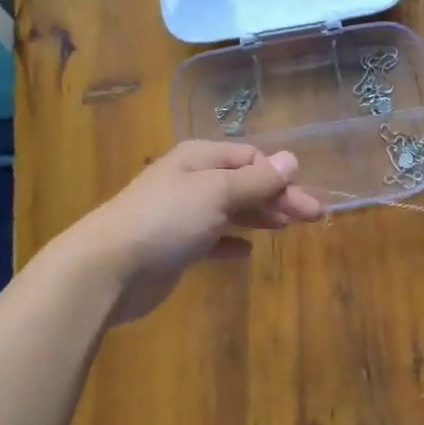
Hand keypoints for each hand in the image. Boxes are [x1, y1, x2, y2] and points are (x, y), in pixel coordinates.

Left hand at [62, 140, 323, 323]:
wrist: (109, 267)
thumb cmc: (167, 219)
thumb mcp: (217, 192)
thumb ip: (256, 180)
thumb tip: (292, 159)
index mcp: (200, 158)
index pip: (249, 157)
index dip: (279, 174)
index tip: (305, 198)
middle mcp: (191, 180)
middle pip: (243, 183)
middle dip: (277, 197)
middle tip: (314, 217)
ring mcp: (182, 214)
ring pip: (230, 210)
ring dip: (259, 216)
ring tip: (287, 229)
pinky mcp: (175, 247)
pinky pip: (212, 239)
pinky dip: (231, 242)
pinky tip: (247, 252)